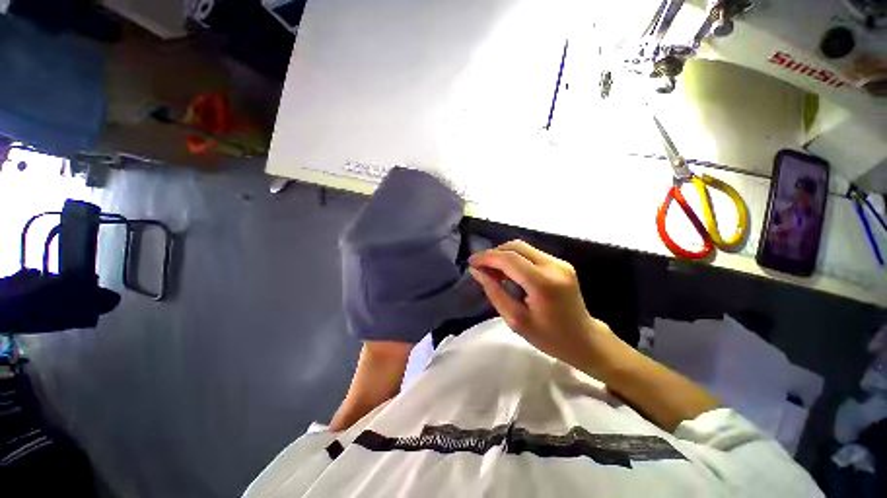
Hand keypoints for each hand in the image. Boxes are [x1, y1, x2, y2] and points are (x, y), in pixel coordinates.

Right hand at [468, 240, 620, 372]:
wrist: (585, 340)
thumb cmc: (549, 337)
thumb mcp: (516, 320)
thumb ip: (495, 292)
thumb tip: (477, 272)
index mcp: (543, 283)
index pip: (509, 259)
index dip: (486, 257)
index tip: (471, 262)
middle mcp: (554, 266)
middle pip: (516, 246)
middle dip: (494, 253)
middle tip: (480, 266)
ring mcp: (560, 262)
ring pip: (523, 247)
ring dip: (503, 255)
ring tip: (491, 270)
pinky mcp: (561, 263)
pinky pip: (531, 253)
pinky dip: (515, 258)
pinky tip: (508, 271)